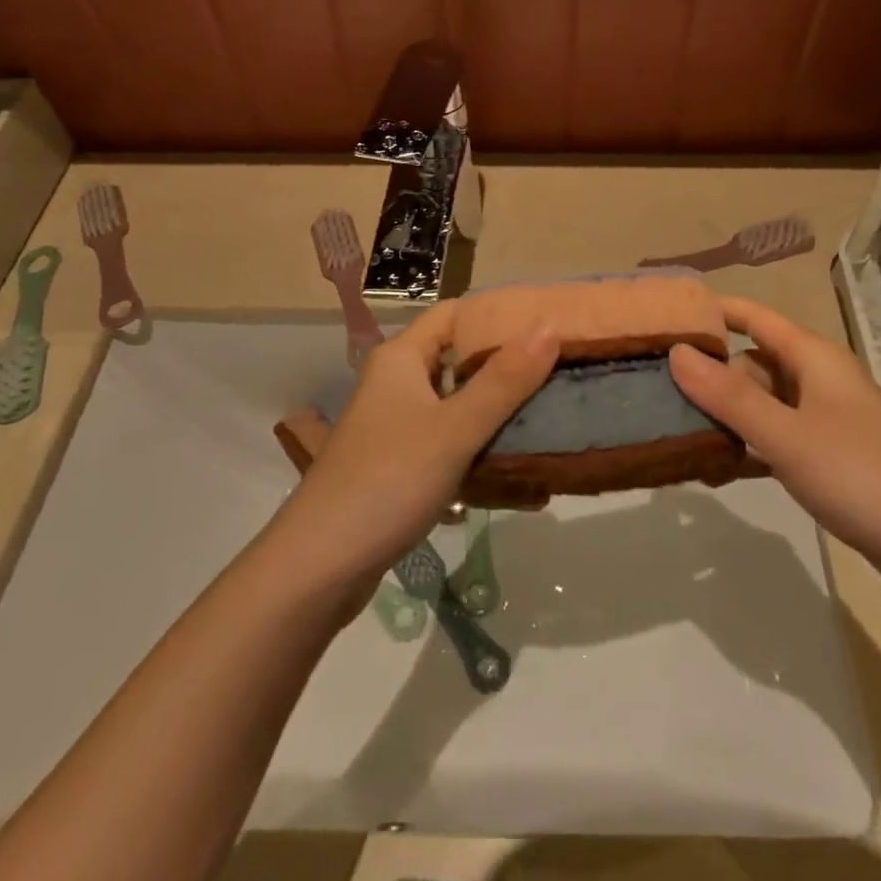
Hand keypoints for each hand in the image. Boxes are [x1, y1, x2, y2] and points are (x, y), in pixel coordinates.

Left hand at [272, 303, 557, 594]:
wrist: (318, 567)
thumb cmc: (388, 481)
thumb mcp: (454, 429)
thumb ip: (504, 380)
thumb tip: (550, 326)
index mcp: (401, 358)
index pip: (455, 314)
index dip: (498, 313)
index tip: (547, 322)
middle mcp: (396, 384)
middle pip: (458, 360)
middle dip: (507, 365)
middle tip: (561, 370)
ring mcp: (396, 427)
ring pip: (457, 406)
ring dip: (498, 413)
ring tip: (552, 417)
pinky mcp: (400, 466)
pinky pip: (450, 445)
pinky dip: (480, 451)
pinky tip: (522, 475)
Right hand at [669, 296, 880, 587]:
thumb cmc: (863, 476)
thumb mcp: (787, 435)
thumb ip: (729, 396)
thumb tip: (676, 352)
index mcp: (812, 358)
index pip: (754, 317)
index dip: (712, 312)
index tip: (663, 318)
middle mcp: (817, 381)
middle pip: (751, 364)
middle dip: (708, 376)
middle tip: (655, 392)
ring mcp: (824, 422)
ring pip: (761, 405)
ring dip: (724, 418)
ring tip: (672, 434)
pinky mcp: (828, 460)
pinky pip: (775, 441)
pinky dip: (746, 449)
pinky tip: (712, 471)